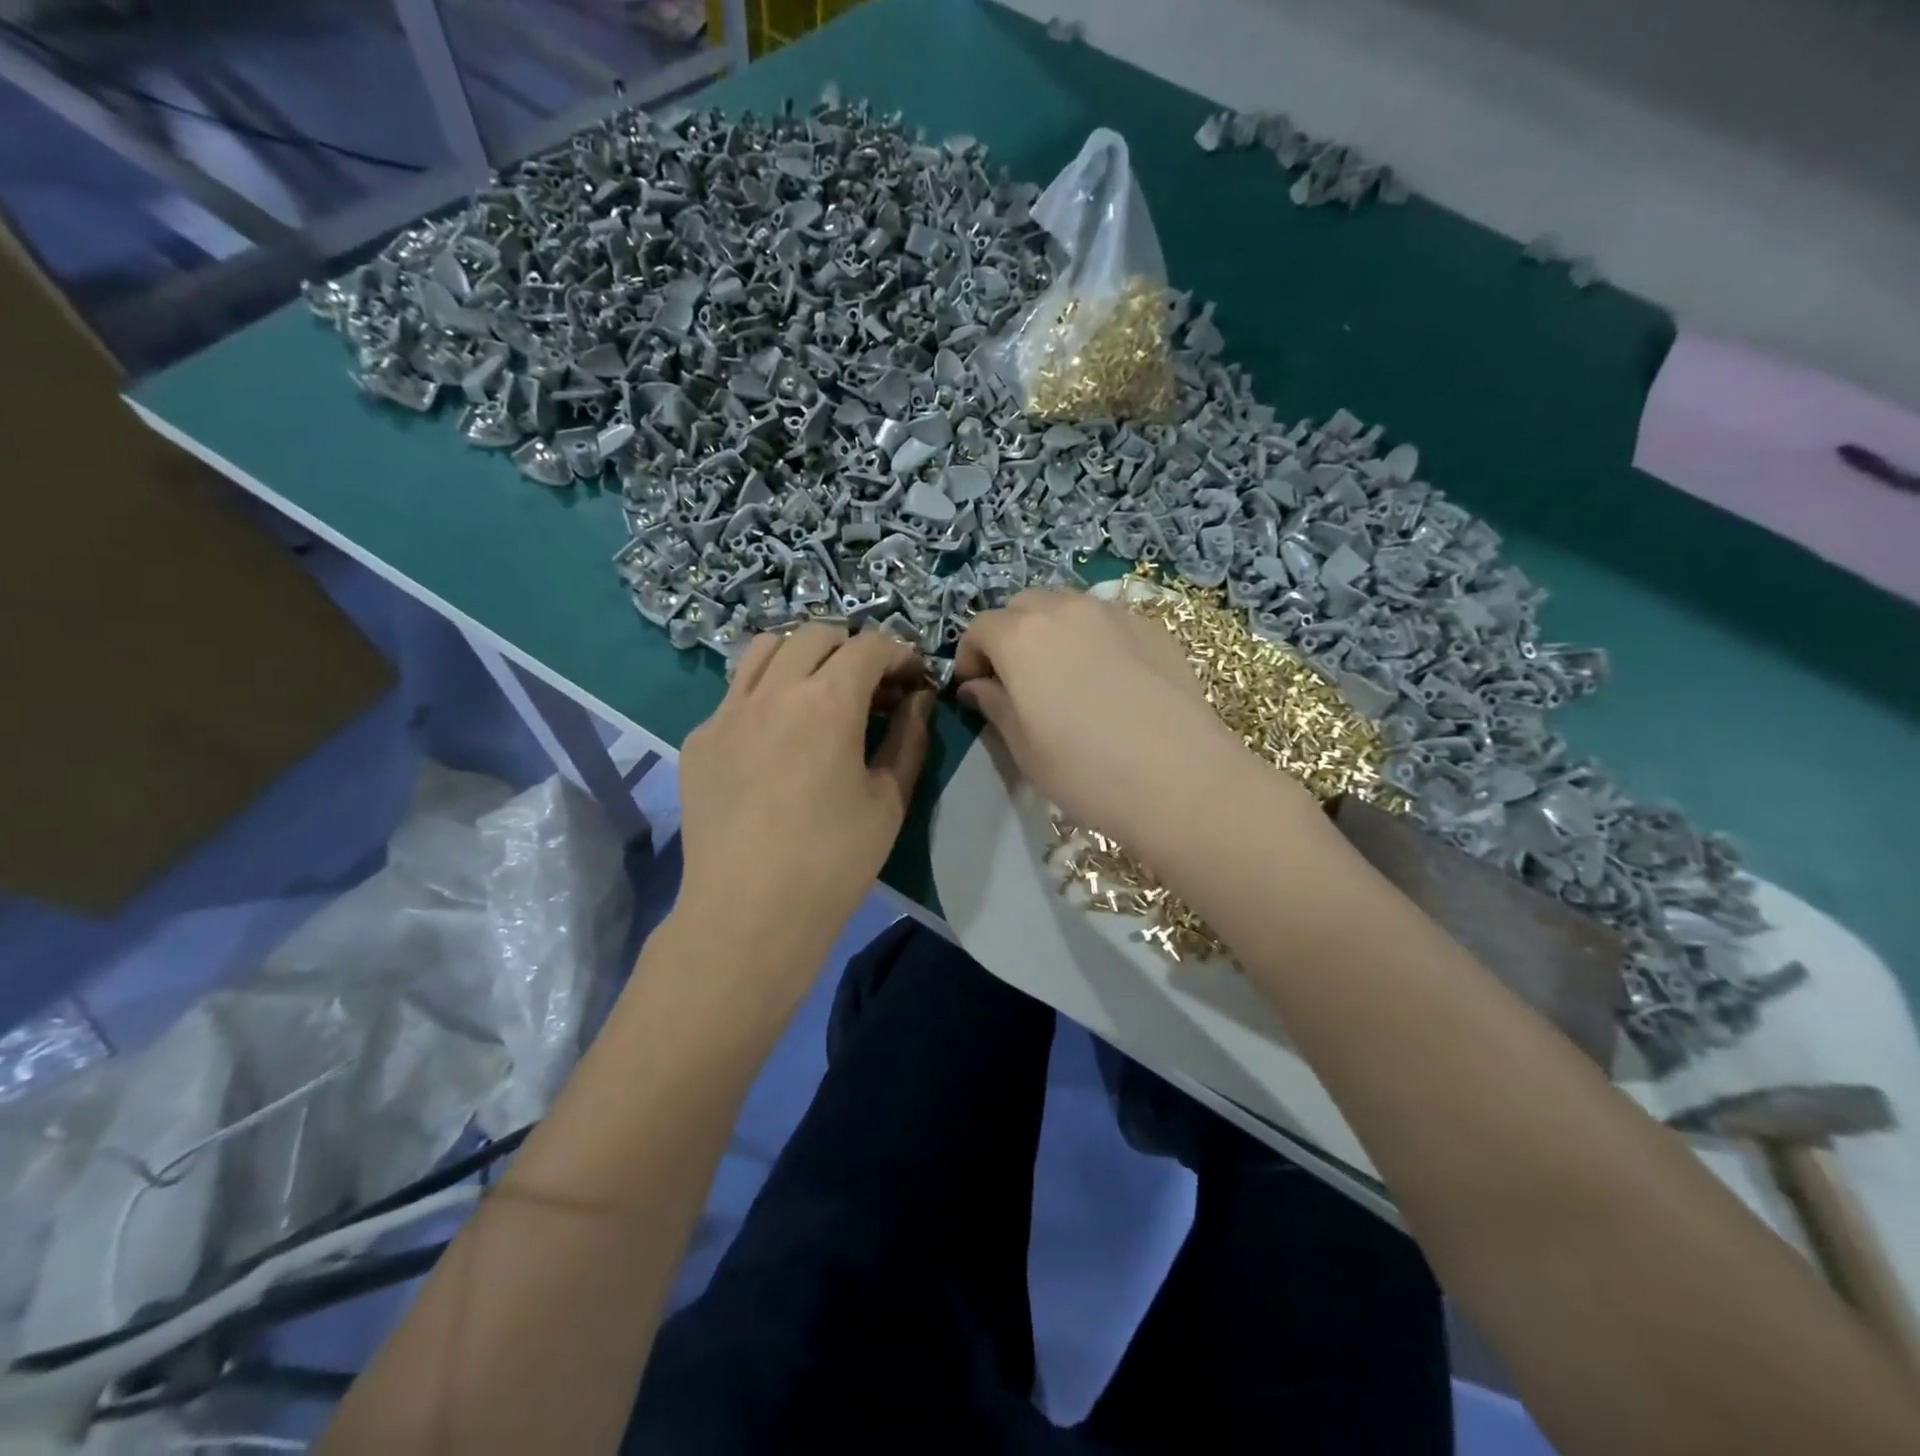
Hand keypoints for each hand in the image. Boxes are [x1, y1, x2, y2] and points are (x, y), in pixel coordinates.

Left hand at [676, 624, 932, 955]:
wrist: (749, 912)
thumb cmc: (834, 860)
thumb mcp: (889, 799)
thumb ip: (909, 738)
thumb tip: (918, 700)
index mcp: (827, 701)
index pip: (869, 647)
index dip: (899, 654)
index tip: (913, 680)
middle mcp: (772, 691)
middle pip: (815, 635)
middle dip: (852, 648)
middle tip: (871, 687)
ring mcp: (727, 712)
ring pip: (764, 650)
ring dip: (802, 656)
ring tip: (819, 692)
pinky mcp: (699, 739)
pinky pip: (735, 693)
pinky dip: (766, 695)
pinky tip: (776, 739)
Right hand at [956, 590, 1310, 843]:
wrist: (1181, 780)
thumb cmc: (1086, 771)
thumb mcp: (1024, 747)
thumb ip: (994, 705)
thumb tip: (977, 686)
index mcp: (1022, 637)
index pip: (979, 629)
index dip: (969, 658)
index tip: (975, 691)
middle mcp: (1065, 610)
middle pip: (1022, 607)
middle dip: (1008, 636)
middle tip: (1015, 681)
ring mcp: (1114, 614)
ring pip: (1066, 608)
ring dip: (1050, 633)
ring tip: (1062, 677)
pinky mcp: (1152, 628)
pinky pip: (1106, 621)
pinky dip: (1092, 639)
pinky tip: (1108, 680)